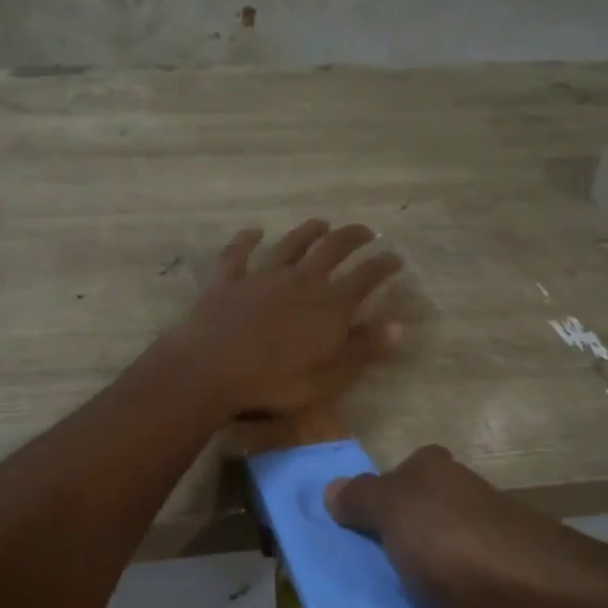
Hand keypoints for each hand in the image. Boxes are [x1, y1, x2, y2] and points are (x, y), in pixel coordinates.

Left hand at [167, 220, 402, 418]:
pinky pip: (239, 252)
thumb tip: (397, 326)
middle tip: (366, 232)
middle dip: (353, 237)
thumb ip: (362, 350)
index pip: (366, 277)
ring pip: (291, 244)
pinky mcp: (229, 279)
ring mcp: (262, 276)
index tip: (395, 258)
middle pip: (332, 248)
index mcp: (329, 306)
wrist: (209, 371)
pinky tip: (253, 232)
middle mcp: (301, 280)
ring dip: (308, 231)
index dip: (384, 265)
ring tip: (321, 224)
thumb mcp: (328, 378)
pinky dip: (248, 239)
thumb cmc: (274, 383)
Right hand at [325, 446, 607, 607]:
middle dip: (333, 583)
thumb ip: (362, 499)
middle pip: (371, 551)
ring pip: (387, 603)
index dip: (333, 516)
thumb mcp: (405, 508)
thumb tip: (331, 491)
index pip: (368, 492)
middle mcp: (438, 529)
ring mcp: (450, 585)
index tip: (294, 548)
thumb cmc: (470, 548)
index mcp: (427, 485)